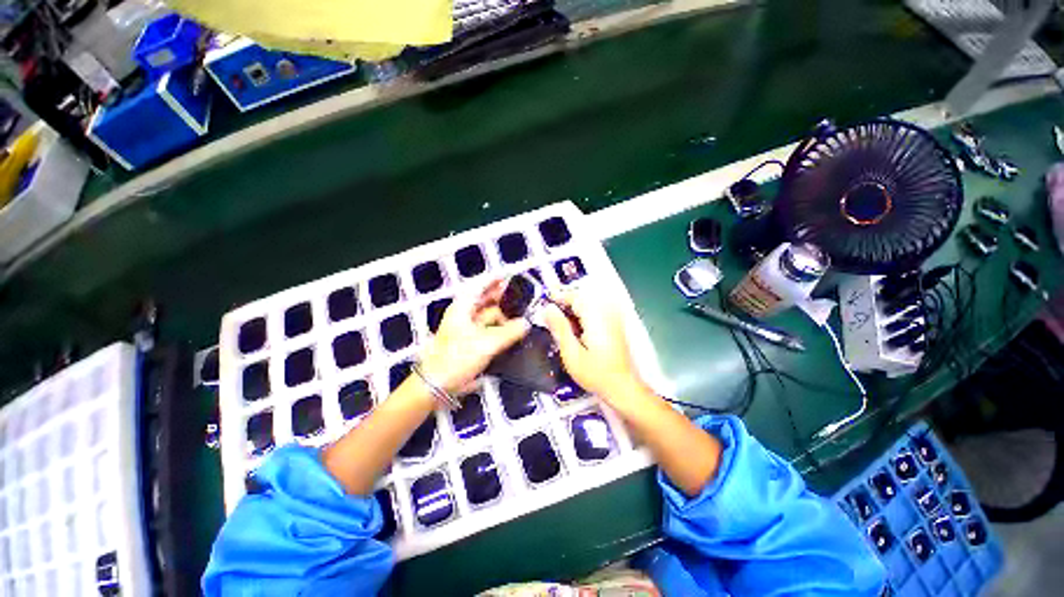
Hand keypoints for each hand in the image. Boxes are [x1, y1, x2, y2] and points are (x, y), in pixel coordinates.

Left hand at [418, 279, 529, 395]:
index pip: (478, 287)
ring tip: (521, 315)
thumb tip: (526, 324)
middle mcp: (464, 316)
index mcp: (463, 308)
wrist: (437, 385)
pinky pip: (489, 330)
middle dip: (501, 297)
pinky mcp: (471, 343)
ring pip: (488, 316)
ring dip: (503, 315)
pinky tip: (512, 332)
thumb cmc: (457, 359)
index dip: (492, 280)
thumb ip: (509, 333)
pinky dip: (500, 329)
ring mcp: (467, 330)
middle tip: (521, 296)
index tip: (508, 275)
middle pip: (484, 300)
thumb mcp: (486, 344)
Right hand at [543, 289, 646, 402]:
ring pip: (588, 303)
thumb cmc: (595, 374)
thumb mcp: (571, 353)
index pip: (575, 296)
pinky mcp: (614, 324)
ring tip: (559, 322)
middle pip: (582, 298)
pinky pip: (595, 311)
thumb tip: (548, 308)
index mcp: (596, 317)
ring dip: (572, 309)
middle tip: (549, 315)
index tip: (544, 302)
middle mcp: (606, 313)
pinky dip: (582, 315)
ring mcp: (612, 317)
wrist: (623, 387)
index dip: (558, 296)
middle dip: (564, 303)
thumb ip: (559, 328)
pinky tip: (575, 328)